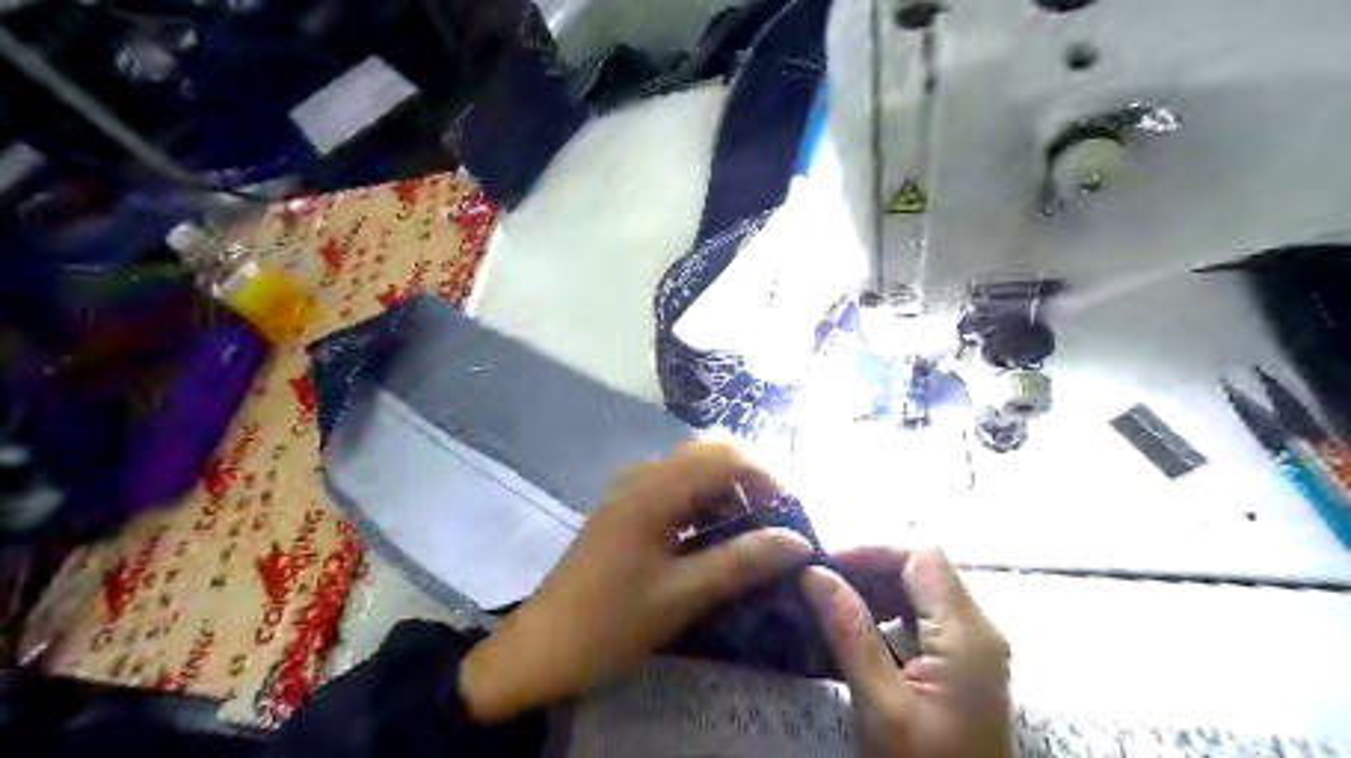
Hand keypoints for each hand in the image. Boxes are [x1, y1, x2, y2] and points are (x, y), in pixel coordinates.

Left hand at [458, 441, 805, 720]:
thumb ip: (742, 563)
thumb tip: (798, 542)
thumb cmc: (608, 623)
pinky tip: (719, 537)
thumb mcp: (681, 597)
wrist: (539, 649)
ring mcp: (632, 490)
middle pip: (711, 453)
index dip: (769, 477)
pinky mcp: (628, 509)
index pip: (727, 456)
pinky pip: (678, 489)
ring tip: (756, 532)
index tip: (794, 516)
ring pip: (695, 469)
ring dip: (731, 491)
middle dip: (752, 480)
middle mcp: (644, 476)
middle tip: (779, 521)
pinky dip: (708, 503)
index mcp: (654, 489)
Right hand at [799, 547, 1012, 755]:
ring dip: (873, 588)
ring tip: (829, 604)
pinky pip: (922, 615)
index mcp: (967, 633)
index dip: (871, 549)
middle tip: (818, 585)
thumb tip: (814, 574)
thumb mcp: (881, 706)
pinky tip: (854, 629)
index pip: (921, 555)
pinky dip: (885, 611)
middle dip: (867, 568)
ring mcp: (973, 644)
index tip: (824, 564)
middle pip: (922, 568)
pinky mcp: (963, 660)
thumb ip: (850, 633)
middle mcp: (977, 627)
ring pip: (920, 588)